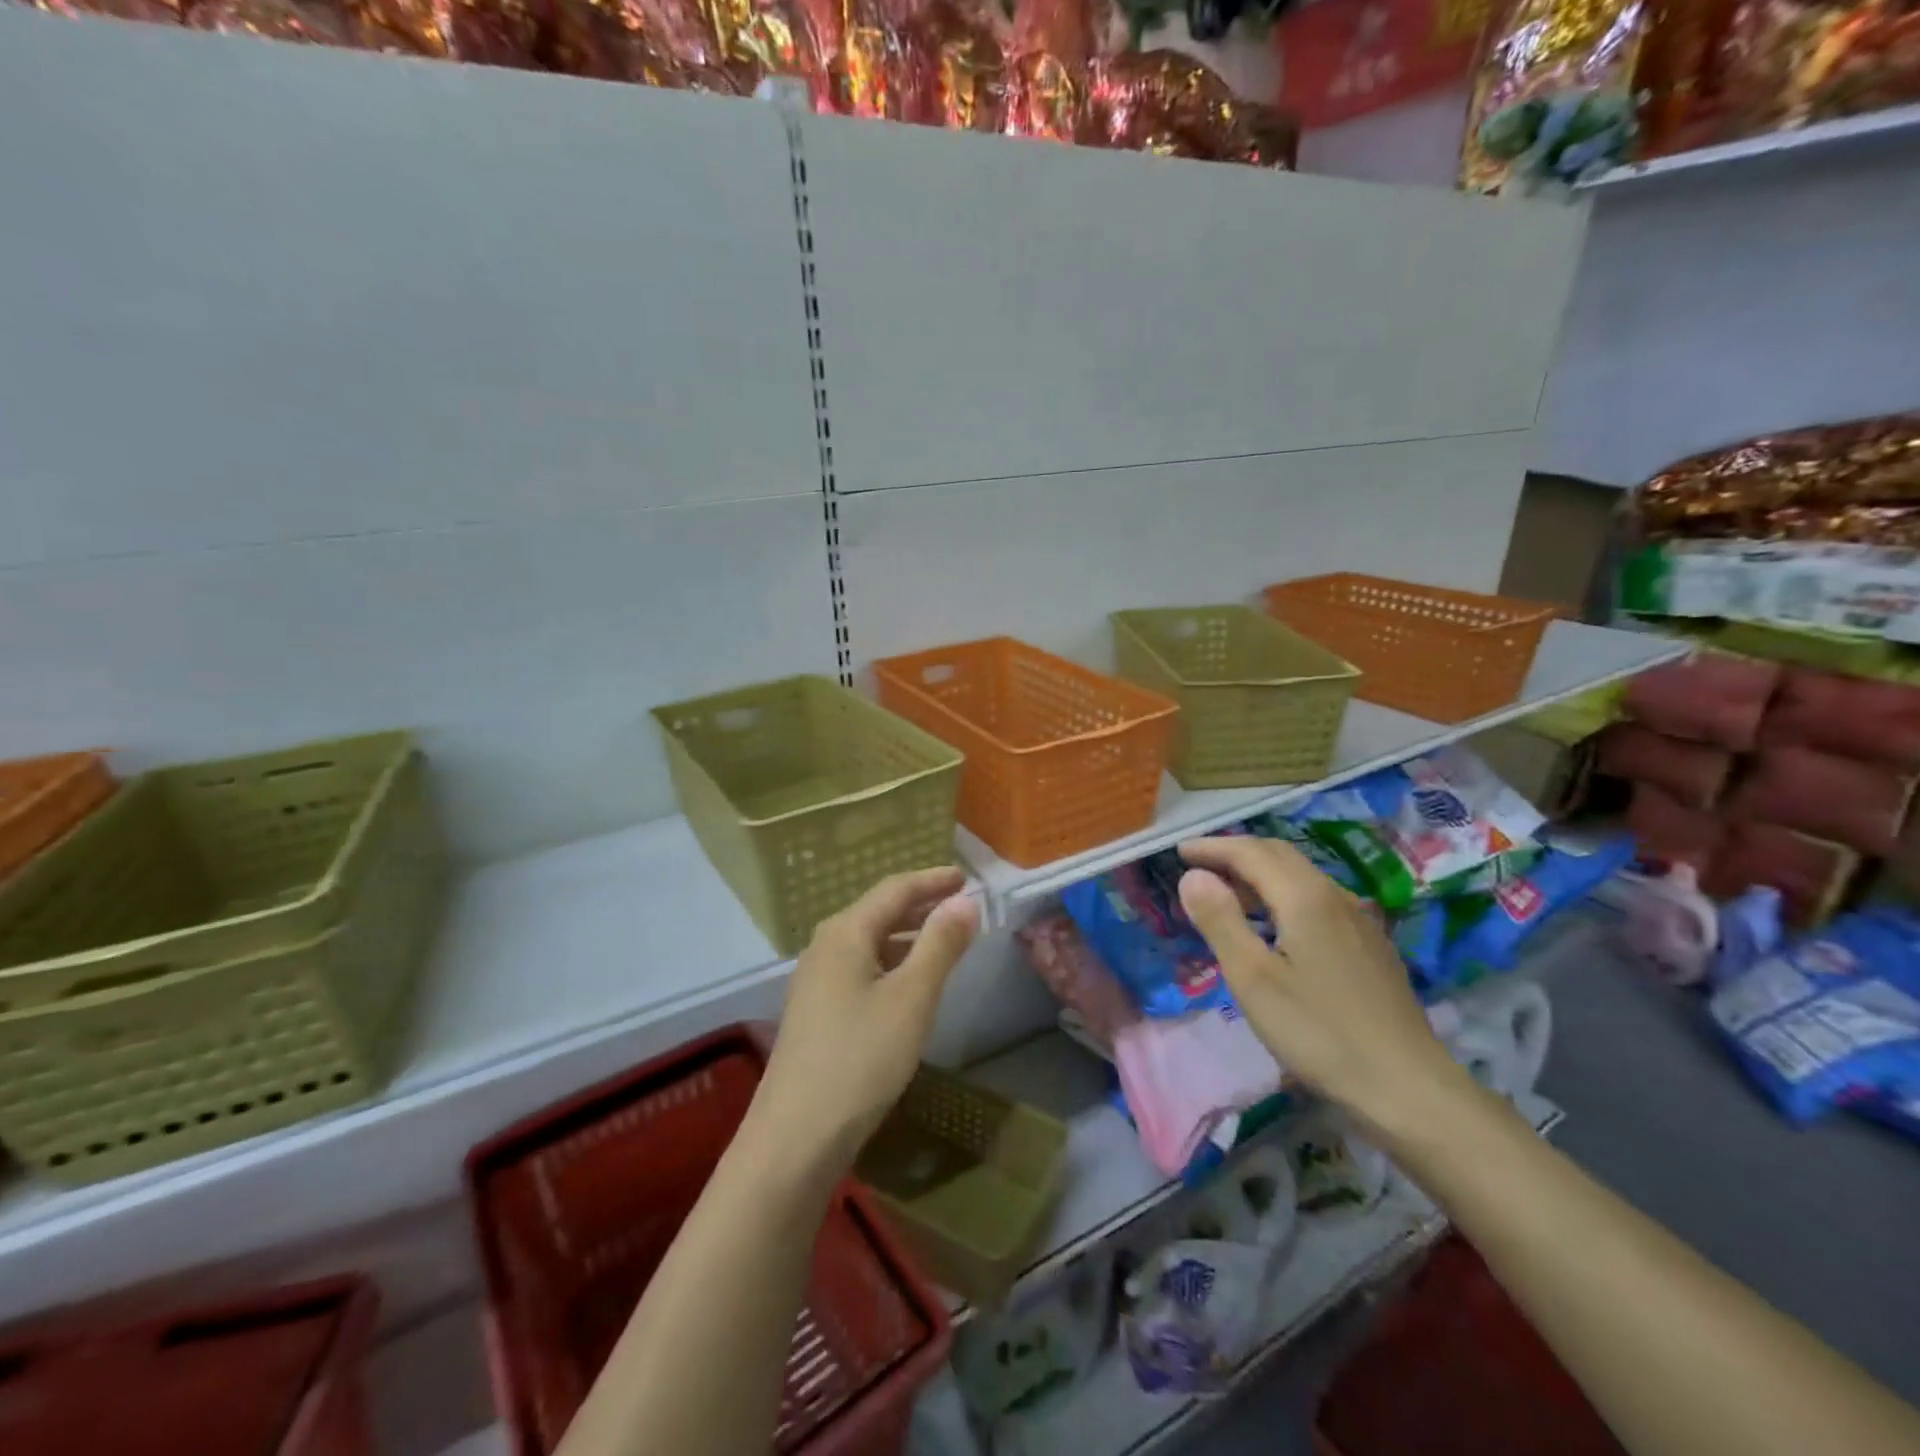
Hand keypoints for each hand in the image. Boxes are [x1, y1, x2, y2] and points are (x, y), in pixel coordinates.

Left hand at [756, 867, 980, 1168]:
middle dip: (921, 905)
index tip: (966, 877)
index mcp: (845, 932)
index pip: (895, 889)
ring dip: (907, 935)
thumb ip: (940, 944)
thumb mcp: (912, 998)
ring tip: (944, 940)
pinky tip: (909, 983)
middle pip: (878, 911)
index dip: (932, 880)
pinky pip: (861, 968)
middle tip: (961, 905)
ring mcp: (816, 980)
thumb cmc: (861, 1058)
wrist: (796, 1136)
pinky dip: (891, 963)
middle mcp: (825, 946)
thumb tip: (965, 902)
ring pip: (869, 942)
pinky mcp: (816, 1011)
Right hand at [1177, 836, 1466, 1141]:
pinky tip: (1275, 926)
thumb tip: (1193, 876)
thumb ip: (1220, 921)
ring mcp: (1358, 920)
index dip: (1212, 847)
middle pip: (1279, 855)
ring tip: (1228, 894)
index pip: (1250, 852)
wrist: (1408, 1088)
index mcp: (1305, 897)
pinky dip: (1283, 894)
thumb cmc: (1319, 1032)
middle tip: (1199, 865)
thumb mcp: (1253, 978)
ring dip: (1260, 873)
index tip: (1179, 852)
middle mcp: (1334, 896)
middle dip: (1235, 853)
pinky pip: (1317, 899)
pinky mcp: (1369, 945)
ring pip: (1301, 876)